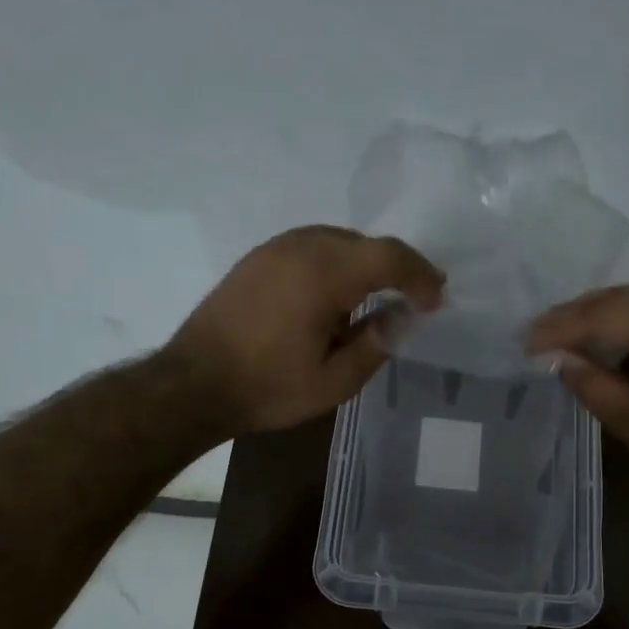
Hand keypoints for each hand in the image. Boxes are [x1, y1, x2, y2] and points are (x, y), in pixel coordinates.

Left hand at [166, 225, 444, 435]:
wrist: (193, 384)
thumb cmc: (268, 388)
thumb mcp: (334, 381)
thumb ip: (377, 343)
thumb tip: (405, 315)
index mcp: (324, 275)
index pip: (389, 256)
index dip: (420, 274)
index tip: (436, 299)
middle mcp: (302, 248)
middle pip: (366, 243)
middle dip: (397, 267)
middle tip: (415, 298)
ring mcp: (275, 248)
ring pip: (339, 240)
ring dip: (366, 263)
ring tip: (378, 297)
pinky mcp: (258, 258)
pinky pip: (312, 246)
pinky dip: (336, 262)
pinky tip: (334, 295)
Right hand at [527, 282, 628, 489]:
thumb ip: (599, 390)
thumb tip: (560, 361)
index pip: (607, 313)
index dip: (562, 327)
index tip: (526, 343)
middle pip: (623, 295)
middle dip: (578, 315)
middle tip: (539, 337)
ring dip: (603, 314)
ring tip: (568, 338)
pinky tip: (613, 339)